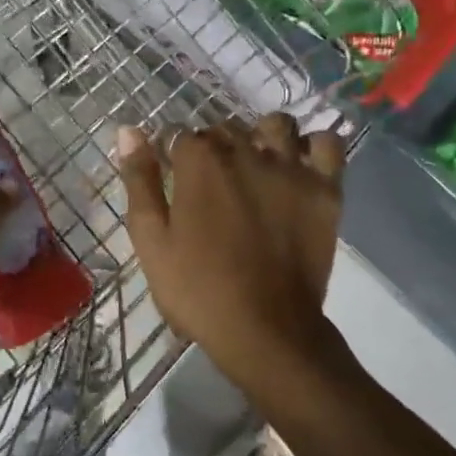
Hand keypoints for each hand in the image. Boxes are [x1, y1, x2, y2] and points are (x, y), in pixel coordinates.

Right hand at [116, 114, 346, 386]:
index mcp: (200, 161)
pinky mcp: (325, 189)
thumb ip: (139, 181)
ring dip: (263, 138)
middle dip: (215, 149)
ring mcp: (291, 168)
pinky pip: (327, 144)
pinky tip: (301, 167)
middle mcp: (246, 151)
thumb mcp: (152, 240)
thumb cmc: (198, 289)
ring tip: (257, 168)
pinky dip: (314, 147)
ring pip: (277, 126)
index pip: (181, 135)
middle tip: (213, 189)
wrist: (265, 330)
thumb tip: (128, 131)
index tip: (175, 181)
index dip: (174, 157)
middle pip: (226, 129)